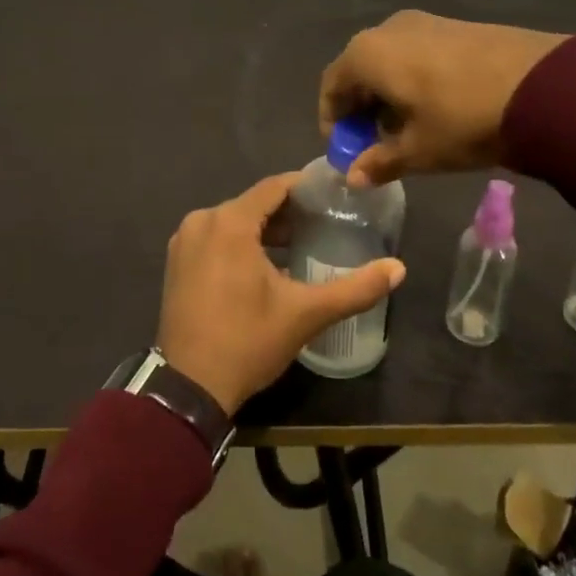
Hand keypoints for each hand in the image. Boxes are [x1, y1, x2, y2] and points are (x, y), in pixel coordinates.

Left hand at [156, 172, 405, 416]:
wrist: (188, 388)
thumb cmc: (247, 341)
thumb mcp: (305, 314)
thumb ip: (354, 288)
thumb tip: (399, 268)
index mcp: (229, 222)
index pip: (274, 187)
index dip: (305, 187)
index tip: (333, 194)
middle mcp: (201, 221)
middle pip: (253, 203)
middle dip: (287, 212)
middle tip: (324, 223)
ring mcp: (184, 242)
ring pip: (233, 221)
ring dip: (264, 229)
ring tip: (301, 244)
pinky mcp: (176, 262)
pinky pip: (215, 238)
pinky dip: (240, 243)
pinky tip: (265, 265)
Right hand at [318, 10, 568, 185]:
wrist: (543, 85)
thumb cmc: (463, 119)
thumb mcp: (419, 150)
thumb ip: (379, 161)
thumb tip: (352, 177)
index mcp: (367, 54)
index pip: (331, 85)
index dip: (333, 120)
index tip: (346, 150)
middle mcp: (388, 29)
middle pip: (359, 70)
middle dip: (361, 109)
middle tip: (375, 144)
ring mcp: (424, 22)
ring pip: (390, 61)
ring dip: (387, 95)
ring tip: (407, 130)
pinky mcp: (455, 25)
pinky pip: (416, 53)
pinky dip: (412, 80)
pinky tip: (434, 108)